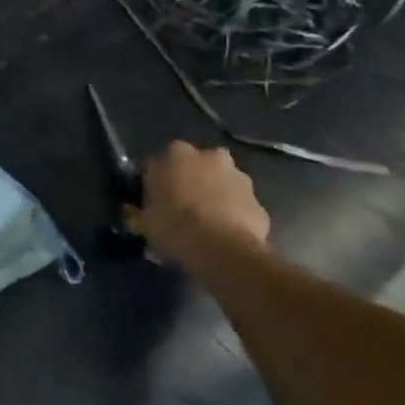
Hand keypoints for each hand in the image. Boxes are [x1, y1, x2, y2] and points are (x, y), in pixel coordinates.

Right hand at [135, 141, 271, 261]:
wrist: (222, 250)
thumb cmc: (174, 227)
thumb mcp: (146, 221)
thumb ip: (147, 212)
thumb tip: (145, 218)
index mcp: (176, 154)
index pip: (161, 162)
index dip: (158, 181)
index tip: (156, 200)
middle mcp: (209, 157)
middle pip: (198, 165)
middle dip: (193, 180)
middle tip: (184, 206)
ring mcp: (239, 178)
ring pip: (223, 183)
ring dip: (217, 195)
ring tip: (207, 223)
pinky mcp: (259, 203)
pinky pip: (240, 206)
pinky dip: (234, 216)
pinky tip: (226, 235)